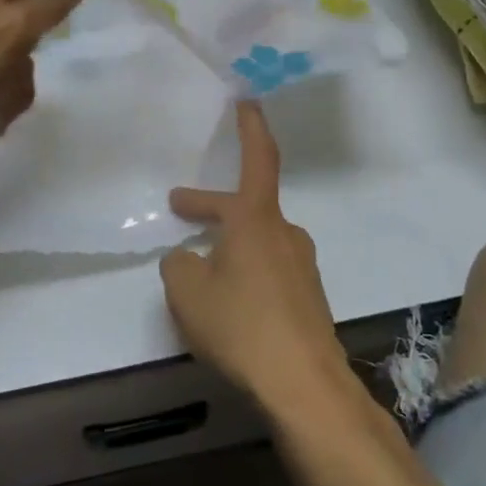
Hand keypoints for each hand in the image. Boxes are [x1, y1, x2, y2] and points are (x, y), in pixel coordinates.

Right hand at [160, 102, 348, 407]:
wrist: (305, 387)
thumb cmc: (242, 325)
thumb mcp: (187, 291)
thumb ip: (178, 265)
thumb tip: (188, 258)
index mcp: (257, 220)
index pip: (258, 159)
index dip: (251, 127)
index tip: (248, 99)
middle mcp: (284, 235)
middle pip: (245, 208)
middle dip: (210, 208)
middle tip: (180, 207)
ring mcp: (301, 268)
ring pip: (256, 242)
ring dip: (228, 245)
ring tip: (197, 269)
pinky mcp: (307, 300)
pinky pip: (268, 272)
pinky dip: (244, 273)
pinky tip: (228, 304)